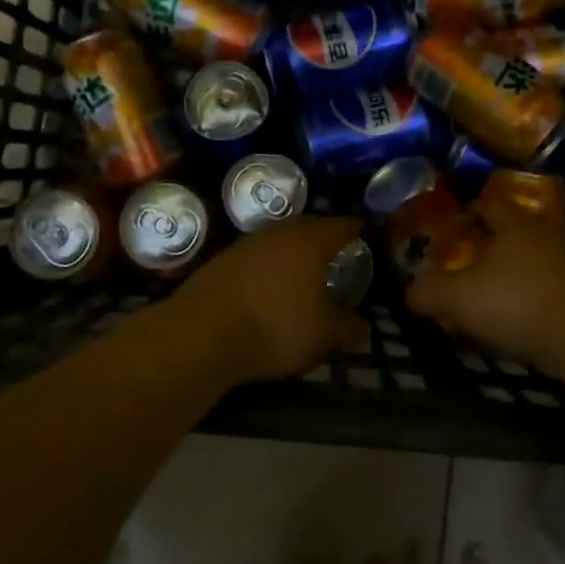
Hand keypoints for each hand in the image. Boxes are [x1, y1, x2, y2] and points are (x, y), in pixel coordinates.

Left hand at [170, 216, 369, 382]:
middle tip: (334, 249)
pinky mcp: (221, 260)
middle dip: (322, 236)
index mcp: (310, 242)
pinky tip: (267, 282)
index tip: (361, 233)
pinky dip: (267, 264)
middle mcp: (279, 233)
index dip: (353, 229)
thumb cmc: (274, 328)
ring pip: (278, 239)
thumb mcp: (322, 337)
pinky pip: (255, 255)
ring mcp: (246, 244)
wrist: (200, 334)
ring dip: (291, 249)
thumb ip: (347, 329)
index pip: (339, 226)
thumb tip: (364, 329)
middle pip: (308, 226)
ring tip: (301, 267)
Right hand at [404, 200, 564, 372]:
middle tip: (468, 262)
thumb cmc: (518, 304)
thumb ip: (429, 291)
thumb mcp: (459, 298)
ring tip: (493, 292)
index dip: (468, 212)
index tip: (453, 228)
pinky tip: (522, 316)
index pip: (489, 203)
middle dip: (491, 243)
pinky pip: (551, 283)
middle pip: (513, 229)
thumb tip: (409, 290)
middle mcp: (546, 232)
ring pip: (534, 257)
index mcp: (515, 223)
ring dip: (514, 270)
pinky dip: (534, 293)